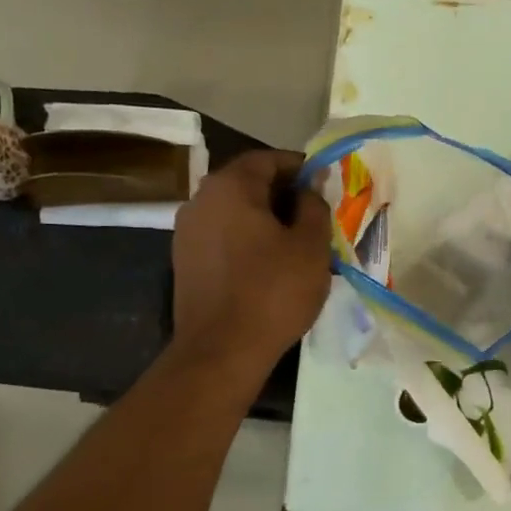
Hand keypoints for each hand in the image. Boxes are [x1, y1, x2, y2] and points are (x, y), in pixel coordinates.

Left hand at [172, 149, 331, 376]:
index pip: (269, 159)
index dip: (300, 168)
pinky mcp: (185, 261)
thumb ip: (314, 207)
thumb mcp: (310, 246)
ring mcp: (187, 231)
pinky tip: (269, 264)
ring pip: (234, 212)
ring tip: (296, 242)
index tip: (325, 185)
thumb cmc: (273, 292)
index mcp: (230, 186)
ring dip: (265, 219)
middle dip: (283, 195)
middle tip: (315, 215)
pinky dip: (247, 240)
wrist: (221, 350)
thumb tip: (310, 189)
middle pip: (248, 183)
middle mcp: (201, 199)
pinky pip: (223, 237)